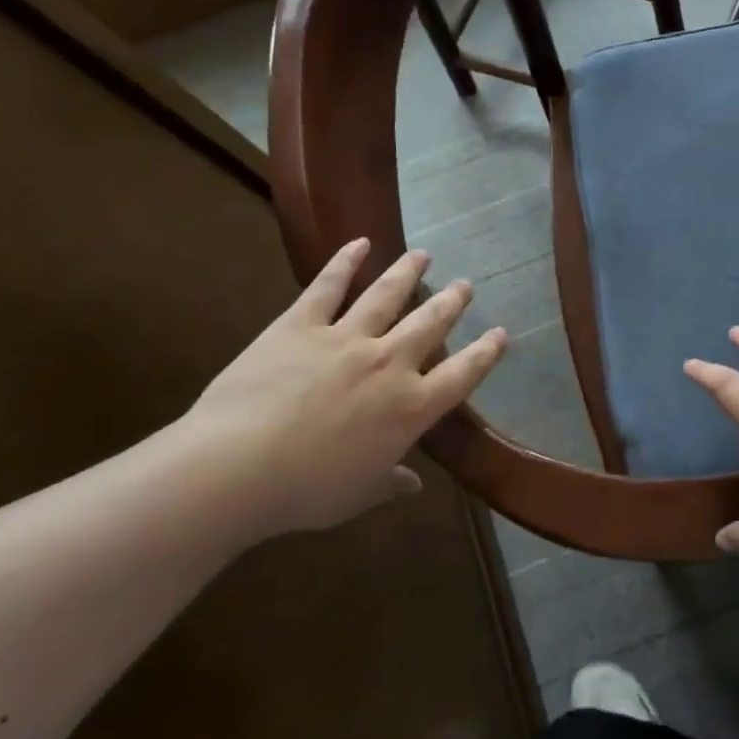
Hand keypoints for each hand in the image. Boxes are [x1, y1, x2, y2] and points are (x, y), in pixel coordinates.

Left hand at [183, 240, 506, 540]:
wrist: (237, 469)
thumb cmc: (305, 492)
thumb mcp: (358, 495)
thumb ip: (390, 483)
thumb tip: (412, 484)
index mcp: (411, 408)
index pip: (463, 374)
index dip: (486, 353)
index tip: (501, 334)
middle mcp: (389, 364)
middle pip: (430, 323)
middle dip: (451, 302)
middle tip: (465, 285)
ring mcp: (346, 339)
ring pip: (387, 296)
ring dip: (408, 273)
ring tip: (423, 255)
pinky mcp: (300, 326)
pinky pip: (327, 287)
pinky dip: (345, 262)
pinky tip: (359, 243)